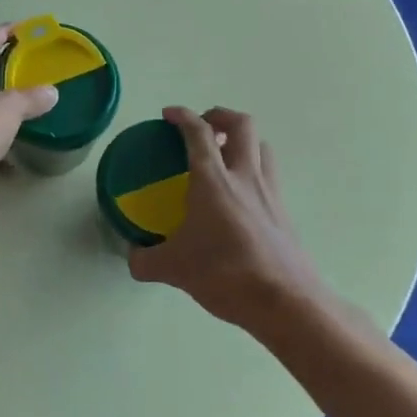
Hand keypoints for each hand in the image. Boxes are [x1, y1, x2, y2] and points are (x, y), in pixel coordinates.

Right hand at [128, 107, 326, 331]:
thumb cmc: (225, 274)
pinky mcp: (284, 213)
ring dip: (243, 141)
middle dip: (221, 116)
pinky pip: (269, 176)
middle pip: (242, 124)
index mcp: (213, 180)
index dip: (182, 116)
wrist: (284, 301)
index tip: (169, 114)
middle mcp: (244, 176)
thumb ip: (146, 260)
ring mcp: (269, 193)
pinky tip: (241, 197)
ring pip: (262, 146)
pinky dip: (254, 172)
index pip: (198, 132)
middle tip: (204, 127)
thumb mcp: (174, 269)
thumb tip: (132, 257)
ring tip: (226, 156)